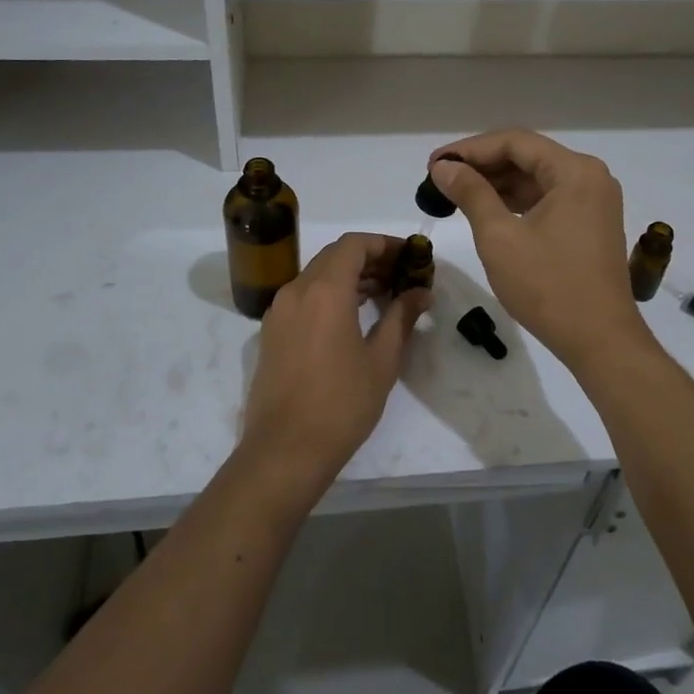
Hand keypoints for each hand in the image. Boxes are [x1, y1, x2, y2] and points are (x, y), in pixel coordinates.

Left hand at [241, 232, 428, 482]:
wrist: (285, 450)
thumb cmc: (341, 404)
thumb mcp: (382, 360)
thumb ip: (402, 317)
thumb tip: (421, 292)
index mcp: (325, 291)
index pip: (354, 244)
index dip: (384, 244)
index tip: (409, 256)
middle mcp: (297, 290)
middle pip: (334, 256)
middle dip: (369, 258)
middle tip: (401, 275)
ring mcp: (279, 311)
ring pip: (317, 275)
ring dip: (349, 276)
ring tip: (382, 295)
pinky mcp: (271, 332)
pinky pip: (304, 296)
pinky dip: (329, 293)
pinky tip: (352, 316)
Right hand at [428, 131, 650, 369]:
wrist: (600, 341)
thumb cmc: (548, 286)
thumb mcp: (500, 237)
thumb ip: (470, 193)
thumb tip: (444, 167)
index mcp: (575, 171)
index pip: (514, 142)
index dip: (470, 149)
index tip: (434, 164)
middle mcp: (590, 177)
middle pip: (527, 157)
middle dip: (482, 165)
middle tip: (440, 179)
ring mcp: (594, 202)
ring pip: (536, 179)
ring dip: (497, 184)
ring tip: (455, 194)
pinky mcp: (590, 224)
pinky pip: (548, 200)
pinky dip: (516, 202)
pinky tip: (486, 210)